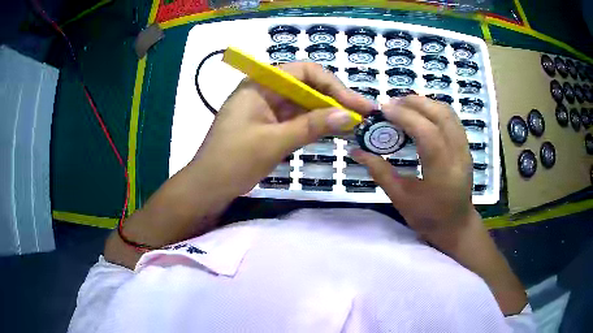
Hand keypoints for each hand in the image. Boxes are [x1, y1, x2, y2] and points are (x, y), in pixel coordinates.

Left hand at [191, 62, 374, 196]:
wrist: (207, 188)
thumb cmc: (233, 162)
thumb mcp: (273, 142)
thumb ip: (311, 126)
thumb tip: (349, 115)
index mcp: (260, 85)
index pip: (304, 71)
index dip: (333, 84)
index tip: (355, 103)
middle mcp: (264, 91)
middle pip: (306, 86)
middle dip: (334, 98)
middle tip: (362, 113)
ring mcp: (266, 109)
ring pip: (303, 103)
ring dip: (327, 112)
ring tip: (354, 122)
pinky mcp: (269, 126)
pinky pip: (296, 119)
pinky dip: (314, 124)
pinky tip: (333, 130)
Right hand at [352, 96, 474, 244]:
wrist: (456, 225)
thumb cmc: (428, 217)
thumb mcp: (401, 199)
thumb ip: (379, 172)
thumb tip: (356, 151)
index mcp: (443, 172)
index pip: (427, 133)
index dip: (405, 116)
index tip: (383, 109)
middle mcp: (458, 155)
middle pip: (441, 115)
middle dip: (414, 102)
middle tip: (391, 104)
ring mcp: (465, 148)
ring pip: (448, 112)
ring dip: (425, 103)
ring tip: (403, 106)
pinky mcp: (465, 146)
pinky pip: (451, 118)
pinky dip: (434, 109)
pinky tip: (419, 114)